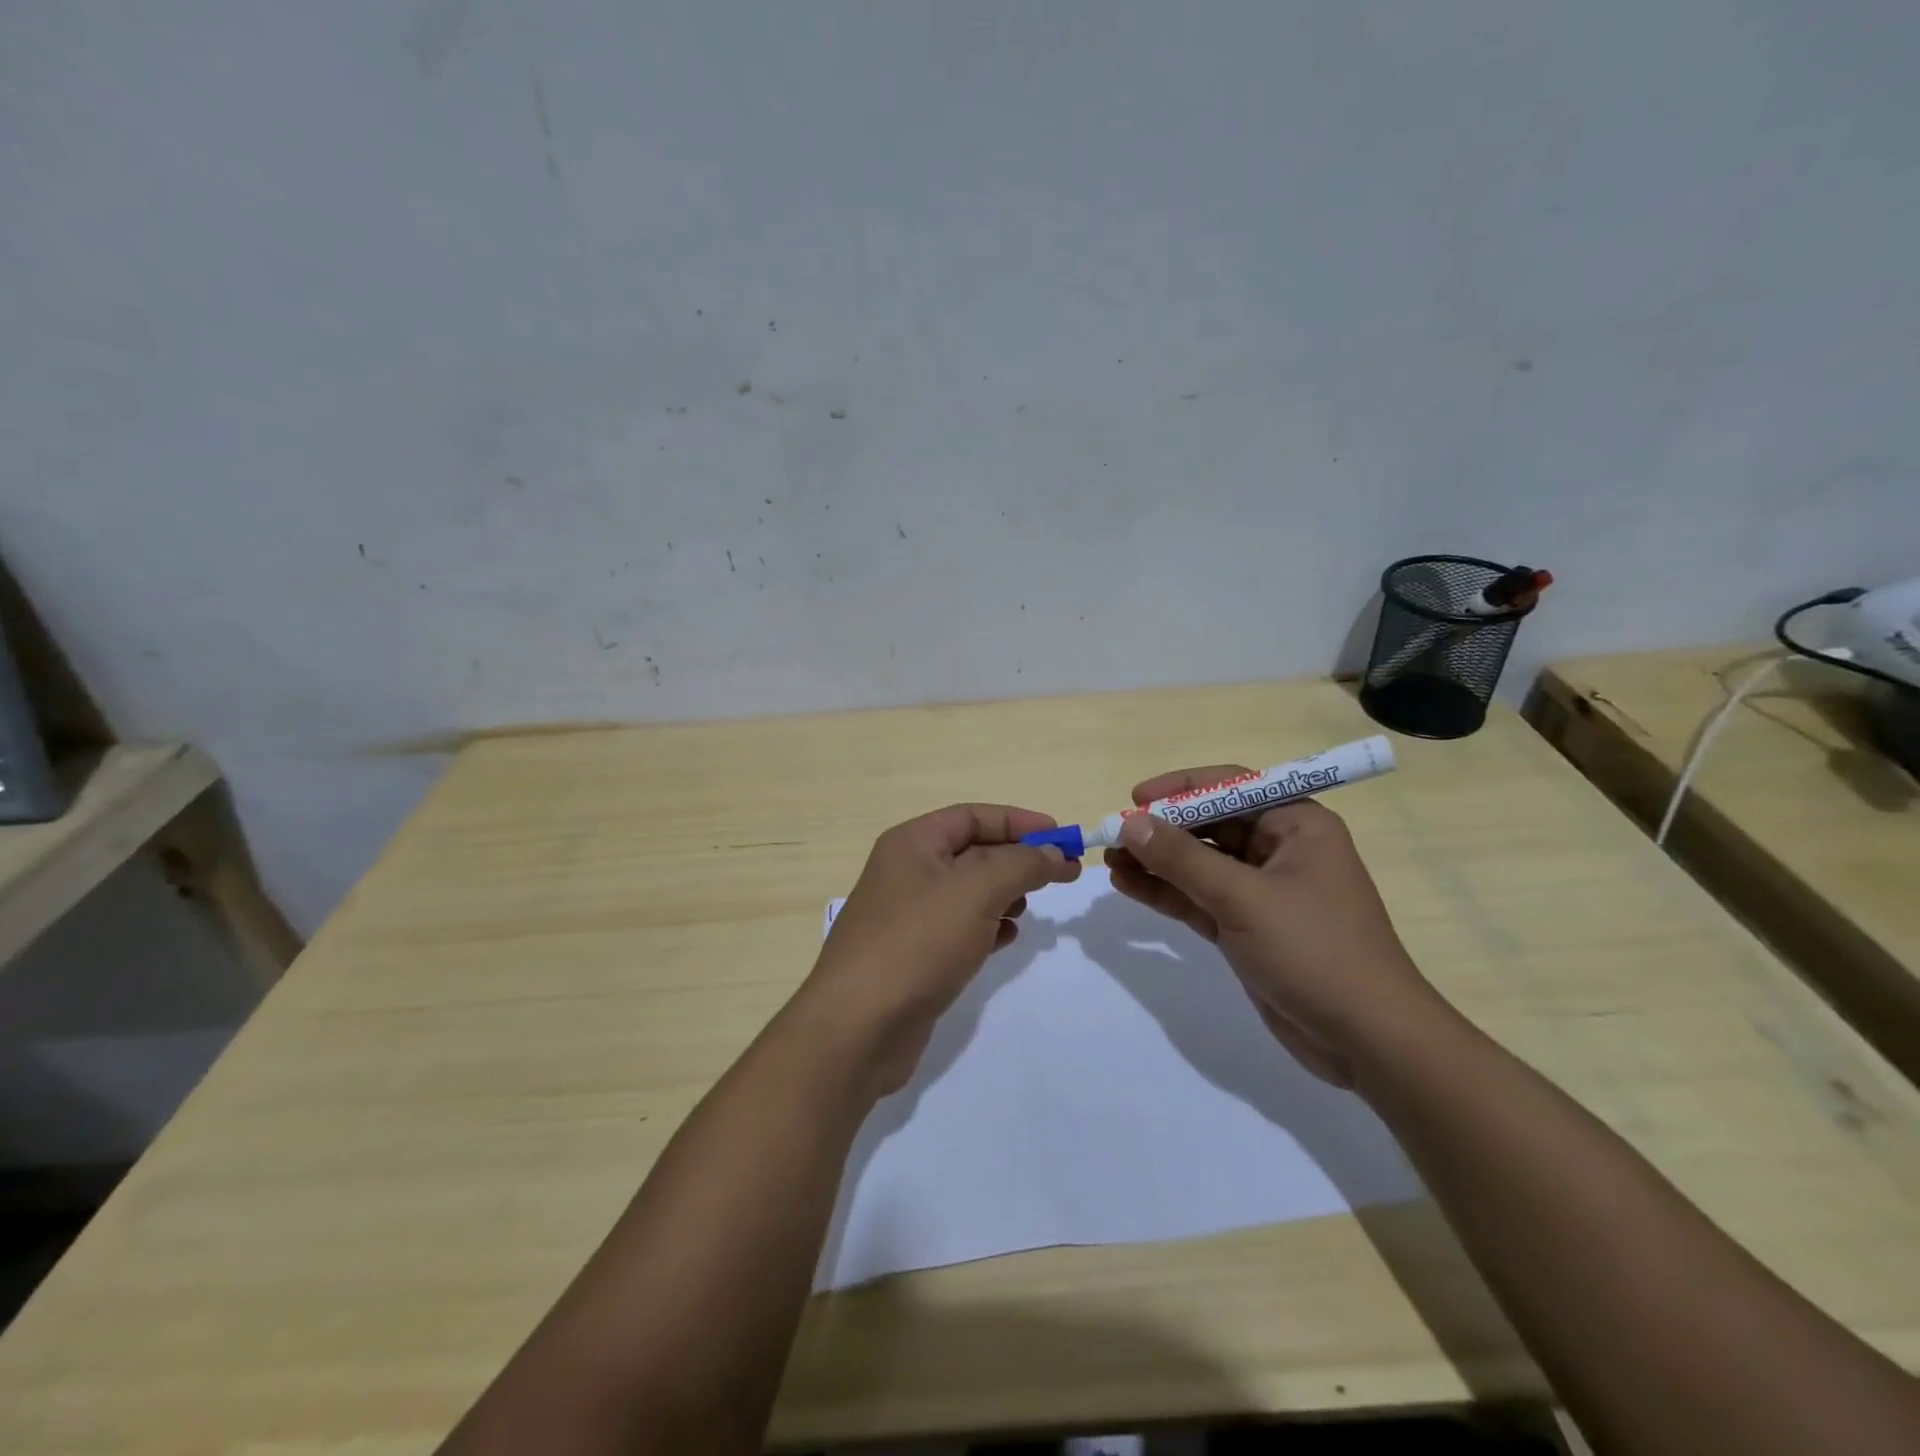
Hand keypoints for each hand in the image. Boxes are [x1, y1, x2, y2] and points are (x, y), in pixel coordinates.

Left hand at [799, 803, 1080, 1094]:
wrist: (858, 1027)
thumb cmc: (918, 941)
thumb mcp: (977, 889)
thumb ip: (1022, 863)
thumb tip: (1054, 852)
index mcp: (912, 843)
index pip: (973, 816)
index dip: (1019, 822)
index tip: (1062, 837)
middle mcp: (907, 872)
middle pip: (973, 852)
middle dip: (1017, 860)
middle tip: (1060, 874)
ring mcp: (908, 916)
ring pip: (968, 892)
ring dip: (1004, 894)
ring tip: (1028, 908)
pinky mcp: (914, 955)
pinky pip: (959, 928)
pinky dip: (987, 927)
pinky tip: (1006, 939)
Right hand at [1103, 765, 1436, 1087]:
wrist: (1366, 1040)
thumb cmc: (1314, 950)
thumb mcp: (1243, 898)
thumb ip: (1183, 859)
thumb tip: (1131, 823)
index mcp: (1296, 825)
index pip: (1231, 786)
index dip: (1181, 788)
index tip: (1135, 799)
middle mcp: (1279, 850)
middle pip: (1209, 825)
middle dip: (1161, 830)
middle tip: (1112, 836)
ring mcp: (1261, 892)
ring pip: (1198, 864)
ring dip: (1156, 862)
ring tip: (1109, 862)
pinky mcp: (1246, 927)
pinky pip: (1198, 898)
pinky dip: (1166, 892)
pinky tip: (1127, 886)